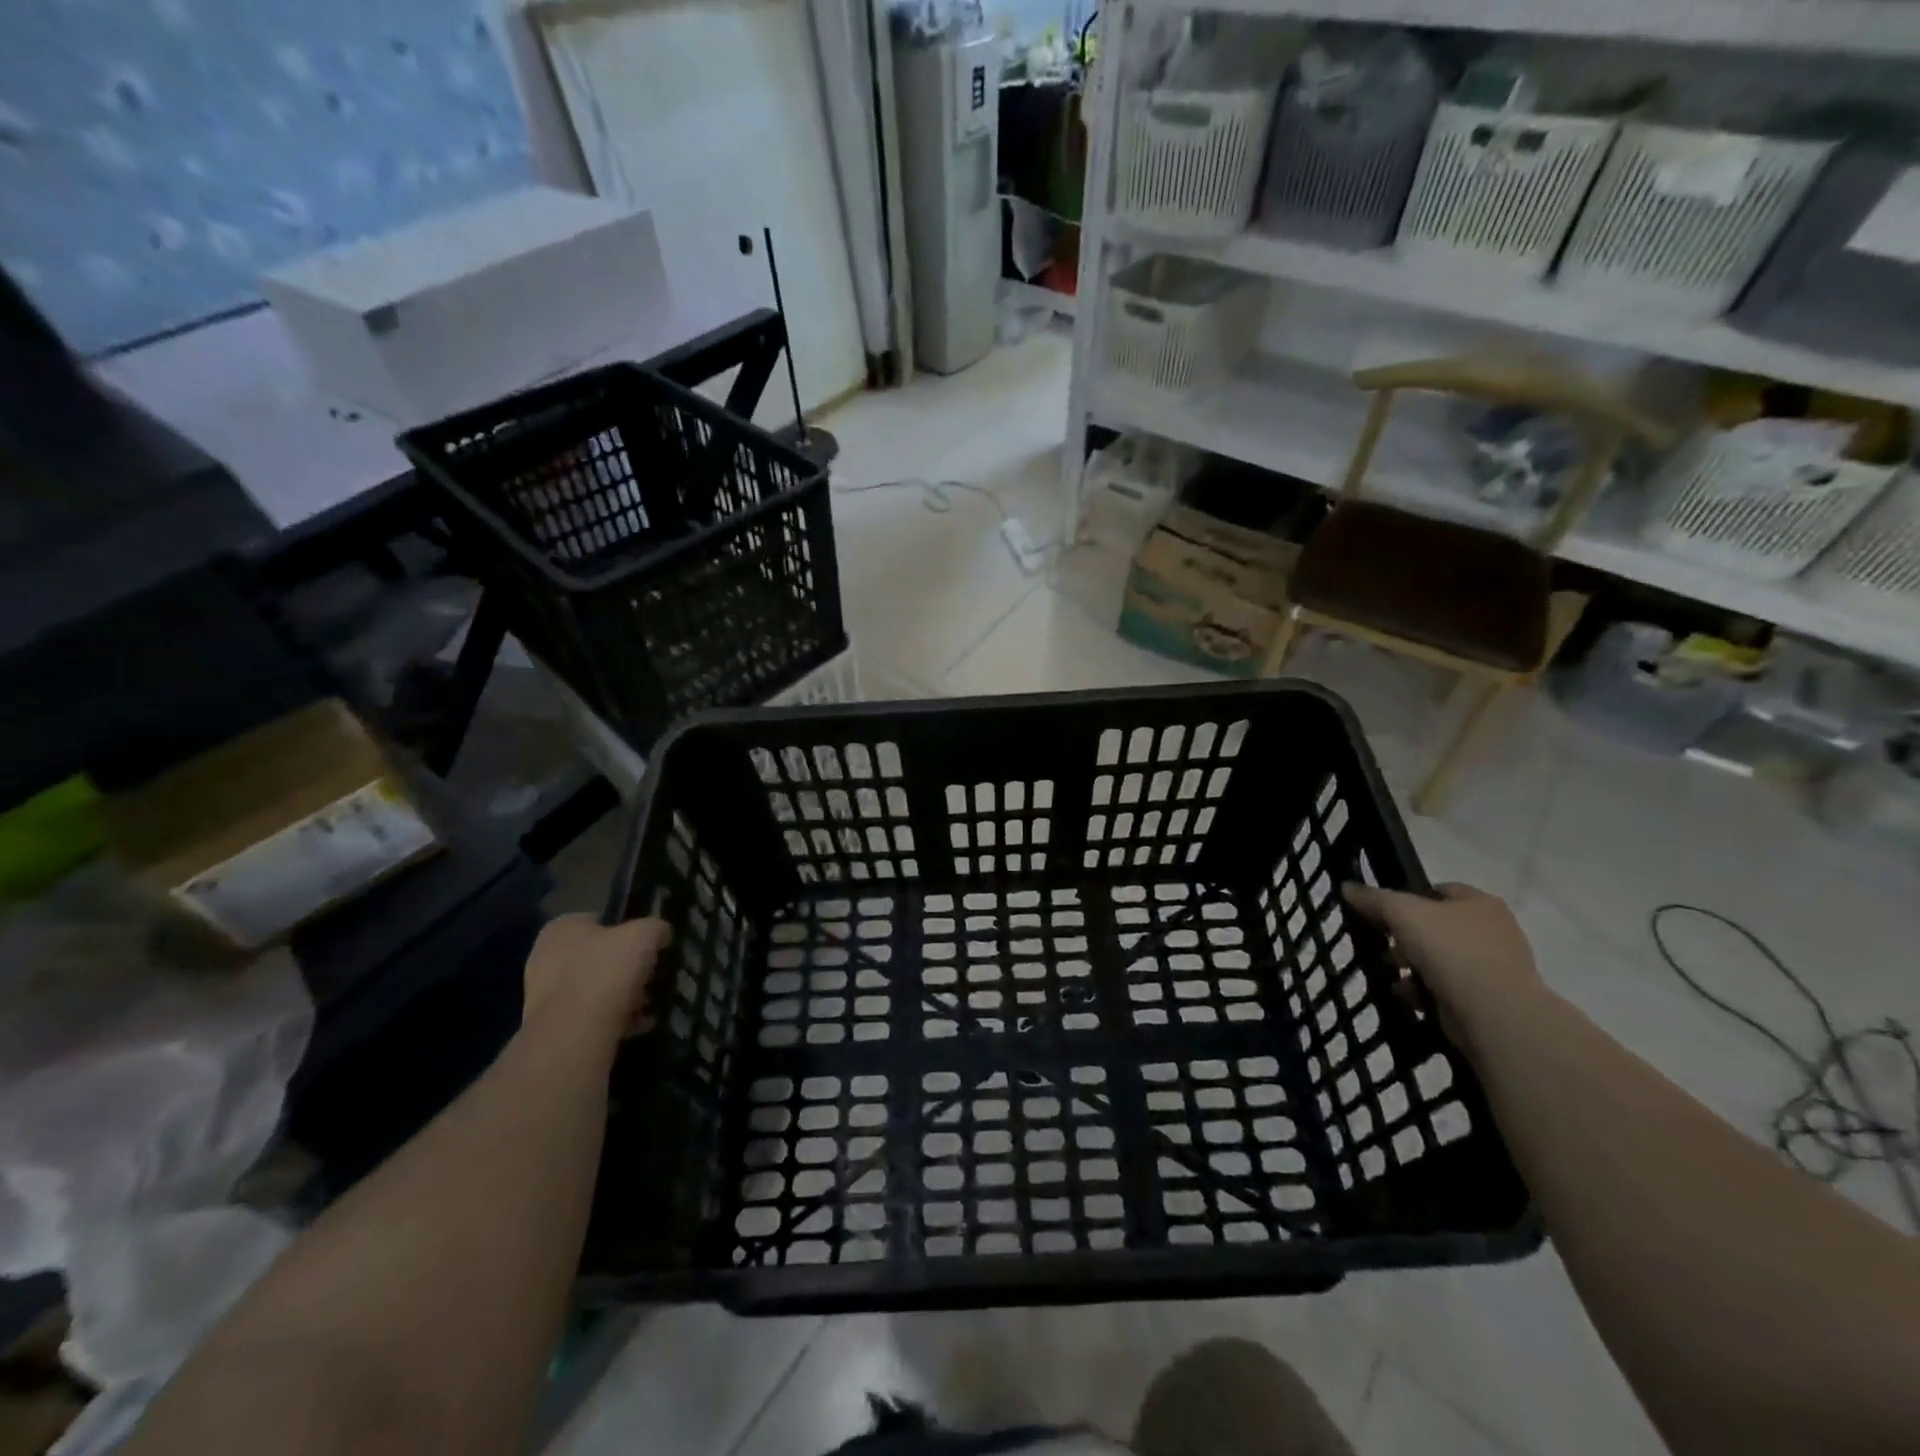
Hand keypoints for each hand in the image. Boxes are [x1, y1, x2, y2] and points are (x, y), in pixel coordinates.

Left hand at [522, 914, 669, 1044]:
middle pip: (598, 957)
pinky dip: (614, 1019)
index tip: (650, 948)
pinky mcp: (552, 1026)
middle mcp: (546, 957)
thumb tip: (661, 934)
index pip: (600, 921)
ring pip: (595, 988)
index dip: (629, 931)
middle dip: (626, 968)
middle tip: (651, 978)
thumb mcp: (645, 935)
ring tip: (648, 1005)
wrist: (574, 1032)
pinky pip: (591, 1016)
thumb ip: (656, 928)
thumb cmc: (607, 970)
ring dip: (623, 996)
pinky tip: (637, 1025)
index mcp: (562, 928)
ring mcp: (544, 995)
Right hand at [1343, 882, 1542, 1049]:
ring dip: (1410, 966)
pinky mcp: (1487, 999)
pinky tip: (1407, 996)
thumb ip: (1373, 898)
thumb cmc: (1450, 949)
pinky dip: (1424, 991)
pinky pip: (1445, 987)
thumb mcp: (1402, 912)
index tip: (1382, 912)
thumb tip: (1346, 887)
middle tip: (1381, 945)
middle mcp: (1492, 931)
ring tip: (1389, 974)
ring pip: (1438, 959)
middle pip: (1435, 927)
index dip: (1408, 897)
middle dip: (1404, 937)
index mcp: (1480, 903)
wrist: (1493, 1012)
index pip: (1438, 890)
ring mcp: (1493, 967)